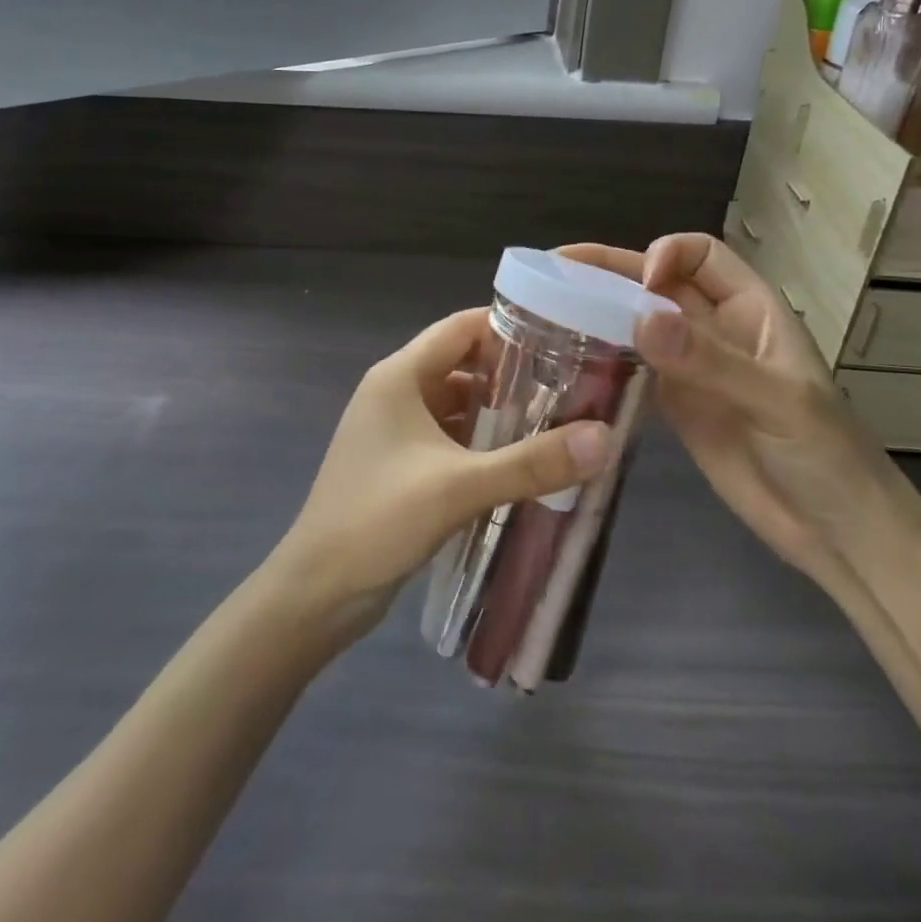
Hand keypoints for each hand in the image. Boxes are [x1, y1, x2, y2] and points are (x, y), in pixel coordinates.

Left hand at [269, 307, 612, 634]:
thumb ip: (531, 462)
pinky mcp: (401, 463)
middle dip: (513, 373)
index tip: (563, 339)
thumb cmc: (378, 520)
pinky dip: (482, 441)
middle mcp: (395, 392)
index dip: (510, 328)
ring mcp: (395, 430)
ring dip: (499, 411)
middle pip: (463, 364)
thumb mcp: (459, 487)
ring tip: (557, 421)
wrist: (316, 593)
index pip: (461, 329)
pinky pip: (449, 436)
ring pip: (458, 403)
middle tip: (571, 385)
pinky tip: (519, 461)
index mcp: (399, 376)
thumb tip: (604, 437)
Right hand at [562, 235, 920, 583]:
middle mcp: (716, 330)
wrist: (837, 535)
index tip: (639, 284)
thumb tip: (641, 319)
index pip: (702, 255)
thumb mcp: (779, 403)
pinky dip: (603, 363)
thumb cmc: (828, 458)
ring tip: (545, 312)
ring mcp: (692, 370)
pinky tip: (567, 365)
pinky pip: (632, 371)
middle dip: (609, 273)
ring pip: (638, 325)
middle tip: (552, 273)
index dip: (666, 254)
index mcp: (752, 310)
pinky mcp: (675, 408)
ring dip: (598, 314)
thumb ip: (713, 362)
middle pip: (657, 284)